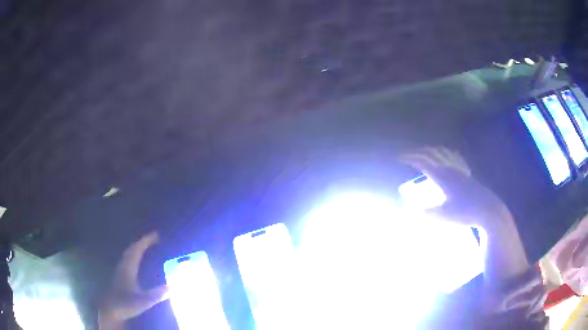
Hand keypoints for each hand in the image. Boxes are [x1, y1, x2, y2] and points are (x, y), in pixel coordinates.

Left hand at [99, 232, 168, 328]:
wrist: (110, 310)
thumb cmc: (125, 305)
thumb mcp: (143, 301)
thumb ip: (156, 294)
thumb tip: (171, 287)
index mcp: (128, 268)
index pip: (137, 250)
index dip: (146, 241)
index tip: (156, 235)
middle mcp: (123, 266)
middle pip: (132, 249)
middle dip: (142, 242)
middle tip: (154, 238)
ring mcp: (121, 271)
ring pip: (129, 254)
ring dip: (138, 248)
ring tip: (147, 246)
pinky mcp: (120, 277)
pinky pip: (129, 260)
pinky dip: (135, 256)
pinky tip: (139, 261)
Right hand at [402, 147, 528, 284]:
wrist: (487, 211)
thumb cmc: (465, 213)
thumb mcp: (443, 216)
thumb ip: (425, 212)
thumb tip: (408, 210)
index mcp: (442, 177)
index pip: (423, 162)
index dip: (409, 158)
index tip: (398, 157)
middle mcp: (450, 169)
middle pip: (431, 154)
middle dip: (417, 152)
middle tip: (407, 155)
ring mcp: (460, 170)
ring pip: (443, 153)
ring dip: (431, 150)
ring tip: (423, 152)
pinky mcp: (467, 174)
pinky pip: (455, 158)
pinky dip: (446, 153)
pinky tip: (447, 155)